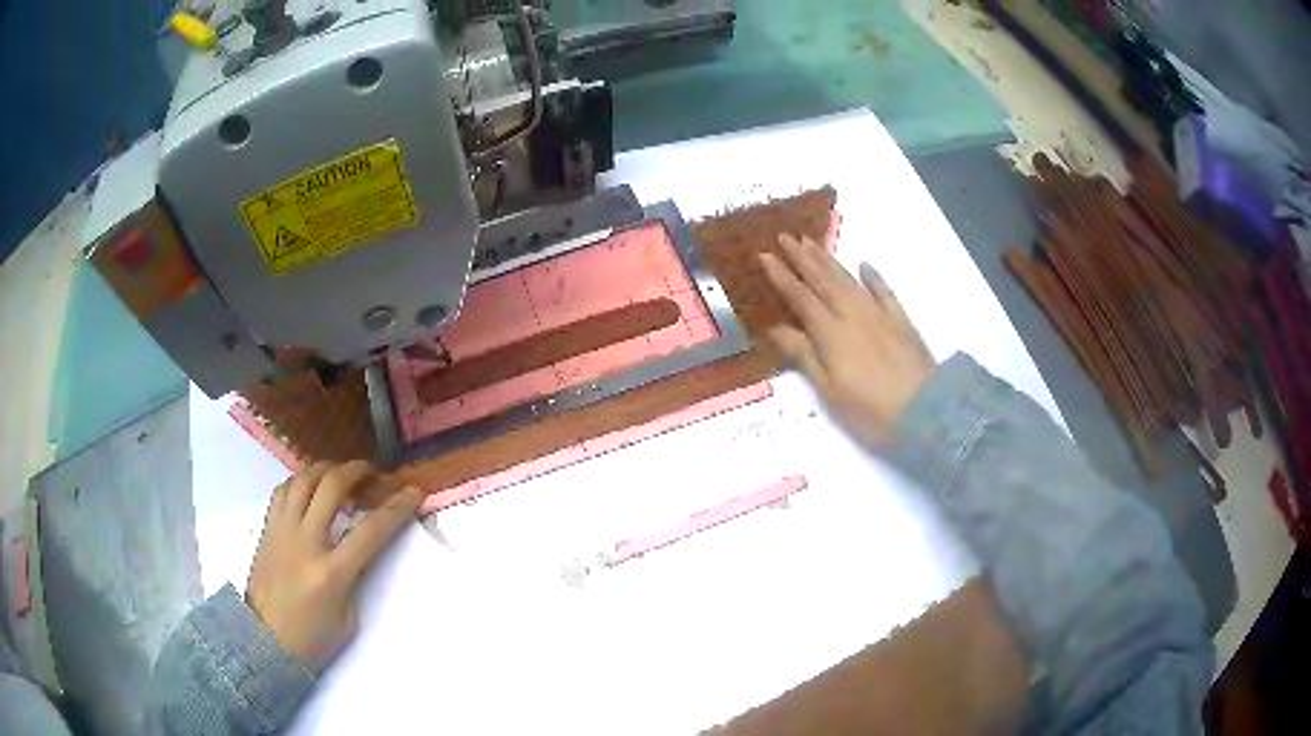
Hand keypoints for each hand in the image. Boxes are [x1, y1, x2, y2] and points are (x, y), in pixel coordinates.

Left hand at [246, 460, 423, 671]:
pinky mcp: (267, 529)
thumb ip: (356, 578)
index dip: (397, 508)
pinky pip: (283, 490)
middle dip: (357, 471)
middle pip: (332, 487)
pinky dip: (301, 481)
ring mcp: (282, 531)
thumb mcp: (349, 617)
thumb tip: (362, 548)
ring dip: (327, 469)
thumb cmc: (314, 639)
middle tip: (373, 473)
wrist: (265, 642)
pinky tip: (311, 488)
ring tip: (341, 474)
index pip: (371, 530)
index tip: (413, 491)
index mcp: (332, 573)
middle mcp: (305, 543)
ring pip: (304, 479)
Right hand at [759, 232, 935, 446]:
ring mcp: (880, 315)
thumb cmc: (871, 411)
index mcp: (831, 334)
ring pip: (849, 281)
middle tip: (785, 236)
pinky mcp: (902, 322)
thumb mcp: (830, 392)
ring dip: (829, 260)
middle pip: (824, 281)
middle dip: (802, 257)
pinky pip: (885, 292)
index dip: (782, 276)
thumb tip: (775, 327)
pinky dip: (873, 277)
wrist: (926, 412)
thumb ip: (804, 356)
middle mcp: (853, 315)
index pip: (801, 298)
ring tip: (812, 242)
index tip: (764, 255)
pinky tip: (864, 264)